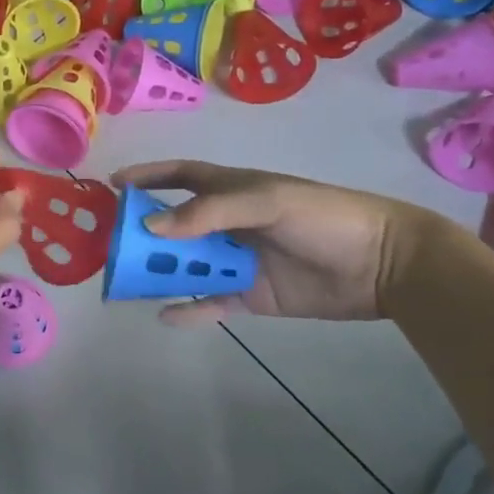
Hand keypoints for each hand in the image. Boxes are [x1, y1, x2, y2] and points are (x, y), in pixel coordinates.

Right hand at [111, 160, 439, 325]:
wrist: (383, 264)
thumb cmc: (323, 217)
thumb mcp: (266, 202)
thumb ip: (208, 213)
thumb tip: (150, 227)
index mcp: (231, 190)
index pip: (180, 177)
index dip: (148, 177)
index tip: (114, 184)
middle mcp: (227, 224)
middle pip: (174, 226)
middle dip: (143, 233)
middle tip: (110, 245)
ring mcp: (237, 261)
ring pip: (186, 266)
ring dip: (159, 272)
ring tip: (125, 284)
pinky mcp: (251, 296)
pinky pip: (210, 303)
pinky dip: (188, 310)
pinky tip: (165, 316)